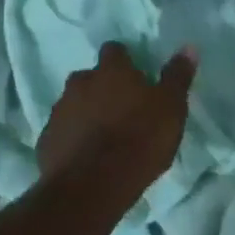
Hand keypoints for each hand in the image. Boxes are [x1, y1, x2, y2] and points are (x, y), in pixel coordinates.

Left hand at [38, 42, 196, 197]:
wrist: (91, 188)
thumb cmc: (139, 140)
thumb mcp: (171, 108)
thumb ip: (177, 76)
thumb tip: (189, 46)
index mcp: (111, 70)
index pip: (114, 50)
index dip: (124, 62)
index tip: (135, 79)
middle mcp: (80, 82)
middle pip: (90, 77)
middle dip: (102, 89)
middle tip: (121, 111)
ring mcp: (59, 111)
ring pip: (74, 104)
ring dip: (86, 114)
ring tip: (103, 138)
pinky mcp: (45, 141)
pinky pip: (62, 132)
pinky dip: (72, 139)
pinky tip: (85, 158)